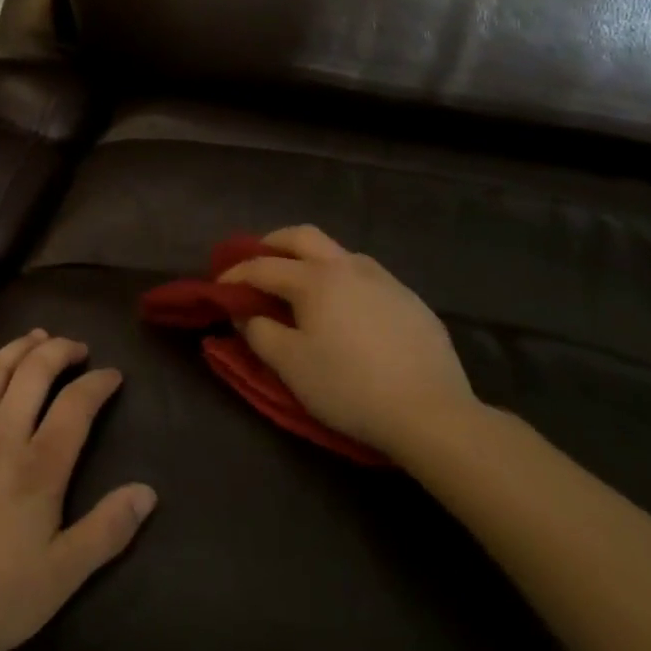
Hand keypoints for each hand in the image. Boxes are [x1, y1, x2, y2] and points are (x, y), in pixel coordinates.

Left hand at [0, 330, 156, 650]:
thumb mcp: (60, 577)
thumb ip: (106, 531)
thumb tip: (147, 492)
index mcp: (38, 466)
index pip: (76, 406)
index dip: (97, 384)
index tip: (112, 374)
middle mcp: (0, 435)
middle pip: (34, 373)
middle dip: (59, 351)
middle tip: (75, 347)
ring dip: (15, 348)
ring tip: (34, 337)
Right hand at [220, 226, 479, 459]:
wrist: (432, 414)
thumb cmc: (349, 387)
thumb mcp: (290, 365)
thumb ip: (259, 332)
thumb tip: (246, 313)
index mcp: (314, 279)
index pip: (262, 267)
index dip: (235, 275)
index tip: (218, 288)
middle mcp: (347, 267)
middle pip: (302, 237)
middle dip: (272, 244)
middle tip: (256, 262)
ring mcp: (384, 280)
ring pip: (338, 252)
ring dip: (311, 259)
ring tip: (302, 286)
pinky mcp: (411, 301)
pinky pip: (366, 277)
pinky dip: (343, 281)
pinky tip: (346, 310)